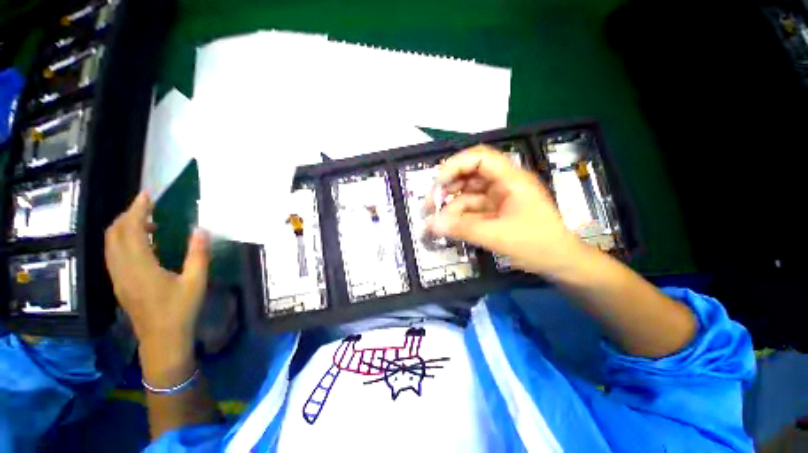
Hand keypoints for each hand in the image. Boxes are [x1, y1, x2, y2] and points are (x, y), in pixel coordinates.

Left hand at [104, 192, 208, 348]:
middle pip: (114, 233)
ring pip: (110, 243)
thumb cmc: (181, 310)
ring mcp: (117, 277)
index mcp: (140, 266)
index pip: (130, 230)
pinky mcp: (118, 283)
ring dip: (124, 227)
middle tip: (149, 206)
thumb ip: (198, 254)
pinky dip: (123, 240)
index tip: (147, 195)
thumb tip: (200, 229)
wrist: (162, 339)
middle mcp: (122, 269)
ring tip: (148, 222)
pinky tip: (142, 244)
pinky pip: (113, 254)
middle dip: (128, 215)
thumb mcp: (196, 282)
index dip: (137, 209)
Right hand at [425, 145, 583, 276]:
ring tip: (433, 221)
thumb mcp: (498, 236)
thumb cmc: (537, 245)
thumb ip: (462, 229)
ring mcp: (497, 198)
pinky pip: (470, 209)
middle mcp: (502, 183)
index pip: (480, 157)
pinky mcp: (493, 211)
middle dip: (447, 188)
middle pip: (469, 175)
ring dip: (450, 206)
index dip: (455, 165)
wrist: (560, 263)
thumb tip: (430, 225)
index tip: (437, 184)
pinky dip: (457, 217)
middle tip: (430, 205)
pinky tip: (446, 227)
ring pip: (467, 194)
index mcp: (511, 179)